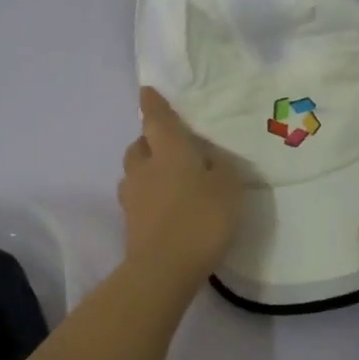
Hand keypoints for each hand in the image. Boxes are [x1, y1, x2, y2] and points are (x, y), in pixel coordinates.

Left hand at [118, 87, 243, 283]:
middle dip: (149, 141)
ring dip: (146, 170)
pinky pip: (137, 199)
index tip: (146, 91)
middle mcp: (144, 168)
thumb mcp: (228, 188)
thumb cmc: (201, 218)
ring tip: (166, 179)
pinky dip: (148, 197)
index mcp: (168, 150)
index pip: (156, 119)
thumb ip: (219, 167)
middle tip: (168, 146)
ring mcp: (132, 197)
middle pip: (139, 145)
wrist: (164, 268)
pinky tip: (165, 208)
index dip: (153, 104)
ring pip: (134, 173)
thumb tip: (208, 159)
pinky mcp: (130, 223)